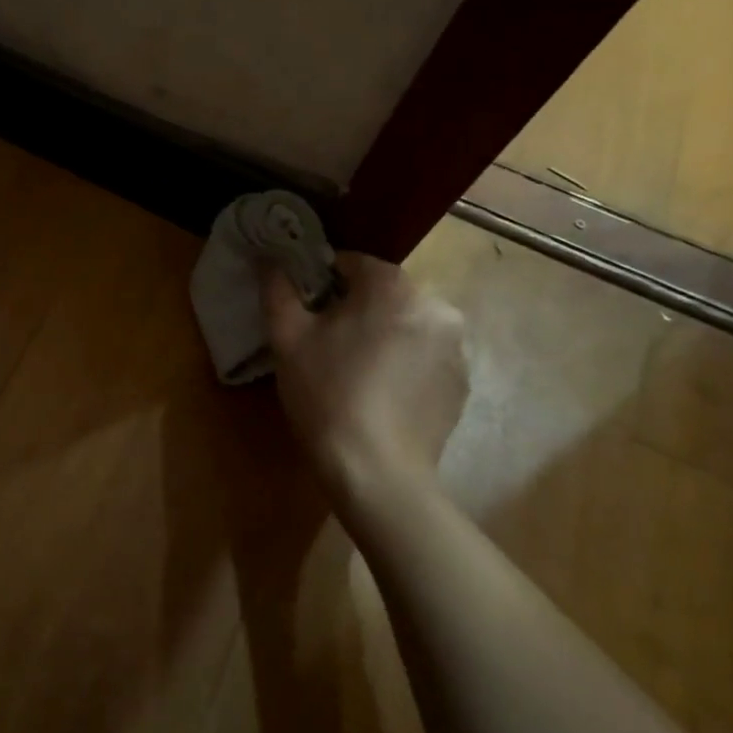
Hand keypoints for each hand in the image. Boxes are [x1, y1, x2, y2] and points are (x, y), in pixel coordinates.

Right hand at [265, 253, 468, 503]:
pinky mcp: (462, 384)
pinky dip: (403, 364)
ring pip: (405, 326)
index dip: (321, 282)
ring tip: (353, 372)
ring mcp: (456, 348)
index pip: (352, 263)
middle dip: (354, 310)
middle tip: (324, 344)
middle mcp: (436, 307)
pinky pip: (424, 357)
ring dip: (381, 336)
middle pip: (383, 295)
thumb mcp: (287, 337)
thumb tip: (270, 260)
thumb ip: (278, 289)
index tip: (304, 310)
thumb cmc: (326, 394)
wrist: (377, 473)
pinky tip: (379, 394)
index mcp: (393, 287)